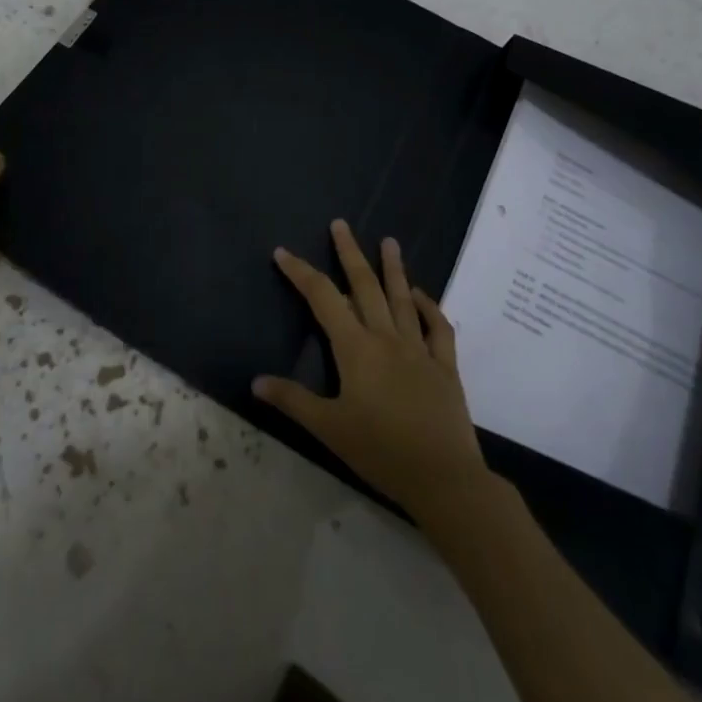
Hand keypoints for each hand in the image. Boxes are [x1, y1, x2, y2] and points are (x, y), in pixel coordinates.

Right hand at [254, 219, 488, 520]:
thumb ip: (293, 401)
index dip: (301, 272)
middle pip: (364, 286)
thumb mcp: (329, 428)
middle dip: (349, 253)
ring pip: (403, 299)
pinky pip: (439, 329)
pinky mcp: (445, 366)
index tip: (283, 252)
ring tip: (390, 241)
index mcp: (356, 348)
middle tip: (341, 224)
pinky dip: (431, 308)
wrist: (443, 478)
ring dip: (394, 268)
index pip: (323, 298)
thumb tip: (256, 381)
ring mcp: (419, 349)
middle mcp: (387, 338)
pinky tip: (422, 296)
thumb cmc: (380, 451)